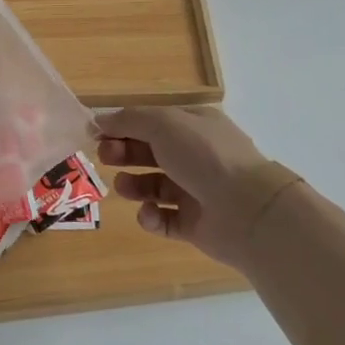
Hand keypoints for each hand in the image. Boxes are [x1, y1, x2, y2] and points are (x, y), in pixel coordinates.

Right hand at [97, 106, 290, 269]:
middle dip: (124, 152)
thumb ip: (128, 120)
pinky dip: (151, 216)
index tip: (96, 133)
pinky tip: (150, 212)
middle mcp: (196, 157)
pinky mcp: (194, 224)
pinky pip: (163, 219)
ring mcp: (196, 192)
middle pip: (150, 152)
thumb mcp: (163, 124)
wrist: (249, 211)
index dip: (123, 126)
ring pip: (153, 186)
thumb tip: (98, 120)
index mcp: (194, 127)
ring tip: (125, 187)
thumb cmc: (204, 157)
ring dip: (133, 185)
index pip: (153, 122)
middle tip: (105, 157)